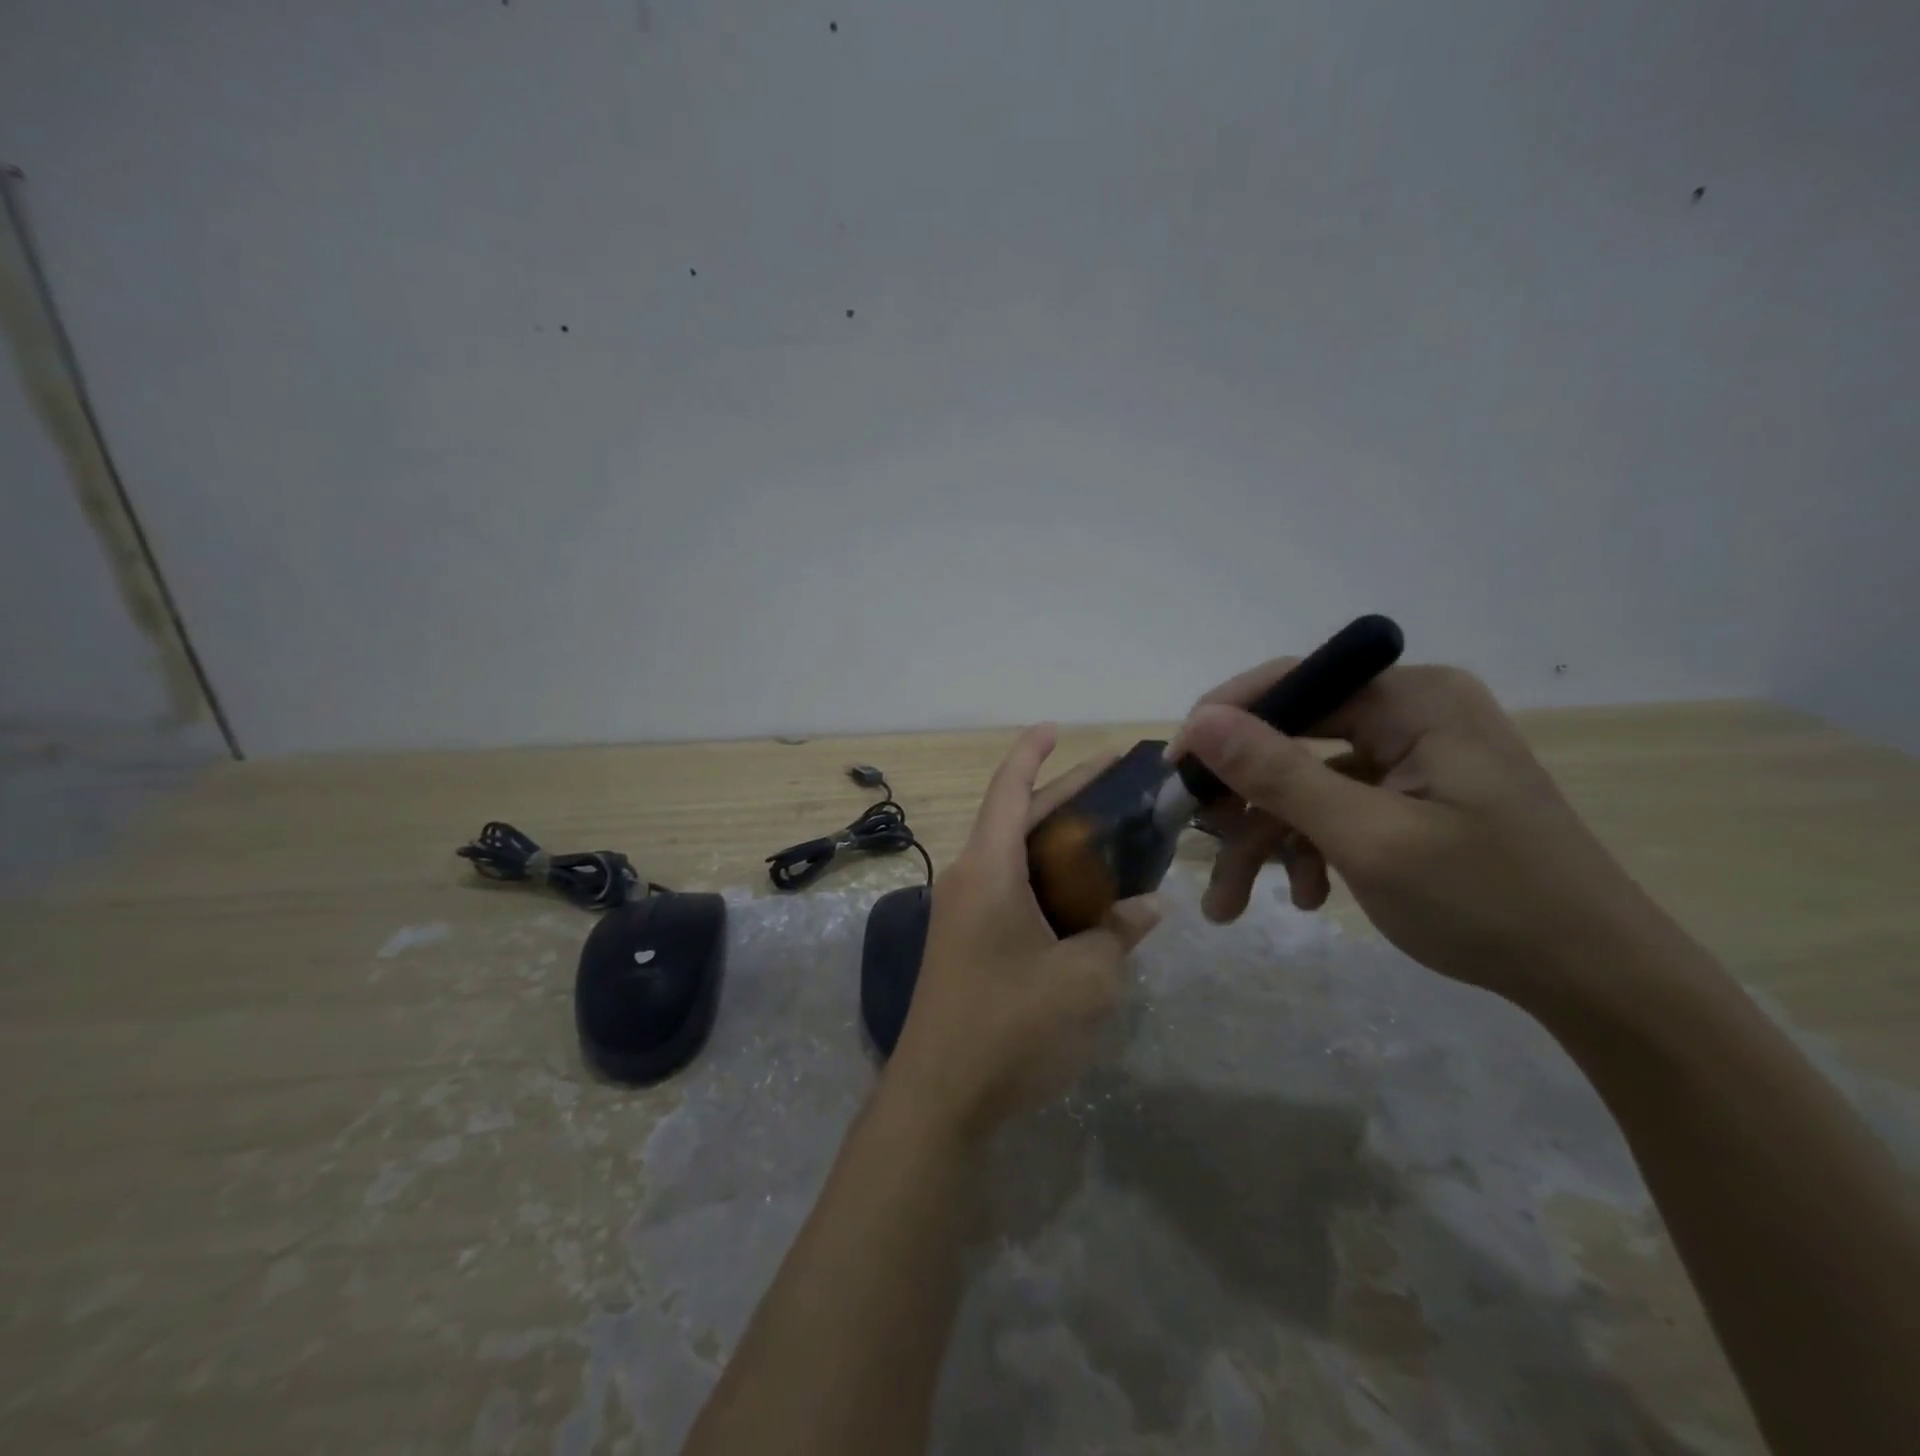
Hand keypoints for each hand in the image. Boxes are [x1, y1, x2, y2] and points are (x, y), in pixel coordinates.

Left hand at [884, 726, 1161, 1142]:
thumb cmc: (1012, 1027)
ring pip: (1014, 855)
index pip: (1009, 789)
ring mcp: (962, 912)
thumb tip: (1146, 906)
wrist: (939, 1097)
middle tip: (1117, 780)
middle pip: (1017, 817)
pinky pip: (1009, 890)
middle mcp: (969, 878)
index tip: (1056, 727)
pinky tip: (1084, 896)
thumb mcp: (1085, 980)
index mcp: (989, 869)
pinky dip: (1045, 879)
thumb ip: (1118, 933)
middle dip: (1063, 793)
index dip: (1032, 752)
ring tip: (1110, 834)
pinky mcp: (965, 943)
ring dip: (1057, 840)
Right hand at [1169, 663, 1669, 1006]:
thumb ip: (1279, 774)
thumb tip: (1201, 720)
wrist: (1597, 983)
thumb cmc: (1486, 901)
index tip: (1176, 773)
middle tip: (1196, 846)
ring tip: (1232, 904)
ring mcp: (1413, 758)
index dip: (1224, 724)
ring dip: (1266, 840)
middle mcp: (1412, 714)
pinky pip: (1337, 807)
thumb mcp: (1367, 838)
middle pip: (1293, 740)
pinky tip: (1305, 896)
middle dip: (1243, 804)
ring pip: (1306, 783)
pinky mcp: (1413, 797)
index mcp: (1414, 701)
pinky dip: (1309, 849)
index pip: (1294, 684)